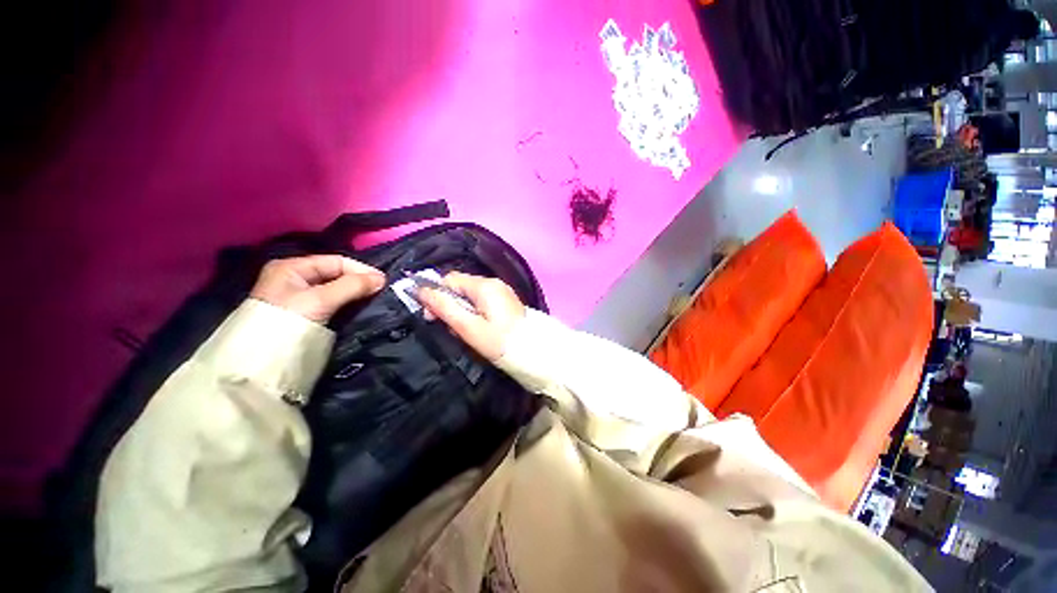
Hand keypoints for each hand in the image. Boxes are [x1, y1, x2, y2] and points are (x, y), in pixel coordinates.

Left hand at [250, 255, 385, 322]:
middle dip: (359, 281)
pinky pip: (332, 302)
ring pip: (336, 289)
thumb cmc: (287, 321)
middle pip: (336, 275)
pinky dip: (347, 303)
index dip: (360, 269)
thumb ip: (352, 286)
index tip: (382, 281)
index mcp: (292, 267)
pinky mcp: (305, 314)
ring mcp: (299, 297)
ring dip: (355, 293)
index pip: (335, 261)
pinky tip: (360, 307)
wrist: (262, 361)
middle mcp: (295, 278)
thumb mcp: (320, 300)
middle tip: (380, 290)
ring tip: (374, 298)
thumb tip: (381, 279)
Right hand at [416, 272, 525, 360]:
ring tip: (466, 333)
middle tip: (451, 329)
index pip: (450, 279)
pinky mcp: (506, 302)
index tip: (430, 316)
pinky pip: (482, 302)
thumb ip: (444, 307)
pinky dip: (474, 314)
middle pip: (460, 287)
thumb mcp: (468, 328)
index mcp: (484, 286)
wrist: (534, 353)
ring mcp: (502, 292)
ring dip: (461, 312)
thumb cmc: (499, 342)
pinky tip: (477, 330)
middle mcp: (494, 283)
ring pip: (470, 296)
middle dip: (449, 305)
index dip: (435, 294)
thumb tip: (421, 291)